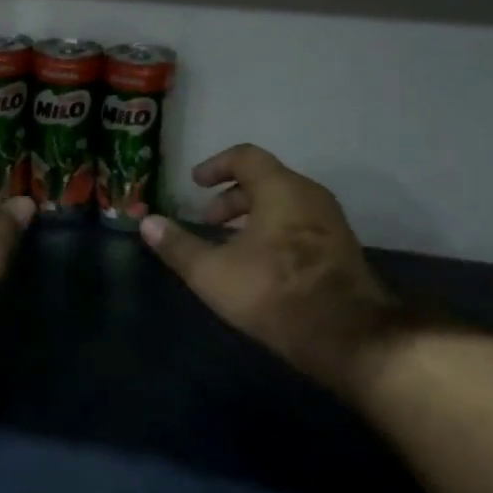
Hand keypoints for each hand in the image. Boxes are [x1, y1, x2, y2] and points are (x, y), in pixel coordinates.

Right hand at [139, 145, 399, 395]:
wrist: (346, 335)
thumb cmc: (272, 292)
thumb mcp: (212, 272)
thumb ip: (177, 246)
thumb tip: (146, 222)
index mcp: (281, 189)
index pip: (246, 156)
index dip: (216, 165)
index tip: (195, 184)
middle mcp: (310, 195)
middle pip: (266, 180)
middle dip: (231, 197)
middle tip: (208, 221)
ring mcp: (331, 222)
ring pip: (284, 203)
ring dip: (252, 215)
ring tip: (229, 244)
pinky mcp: (341, 248)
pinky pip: (300, 223)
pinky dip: (274, 229)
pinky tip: (259, 263)